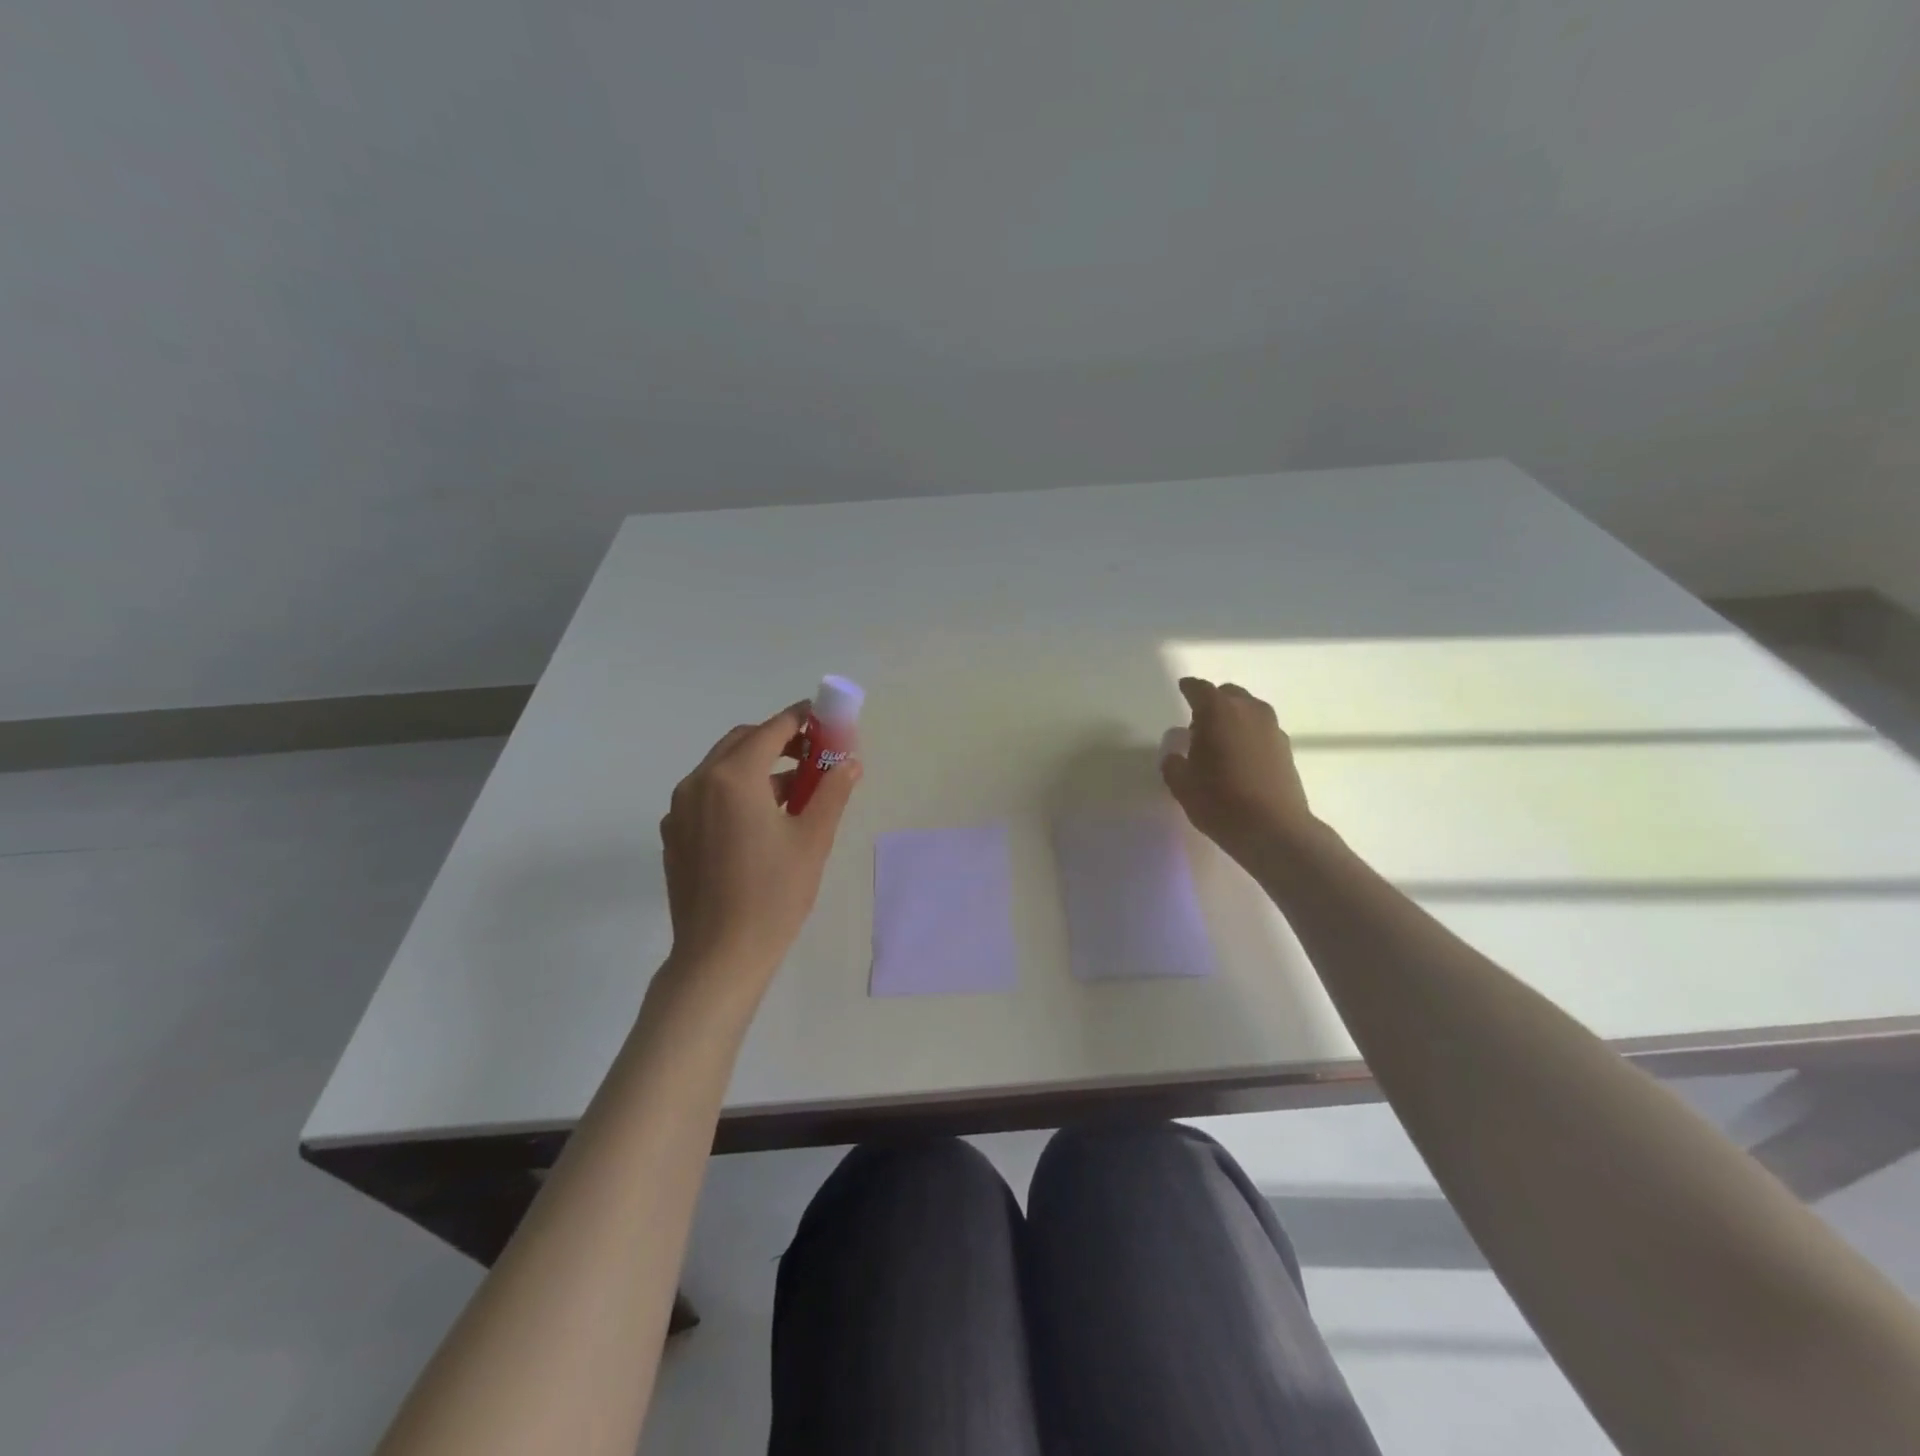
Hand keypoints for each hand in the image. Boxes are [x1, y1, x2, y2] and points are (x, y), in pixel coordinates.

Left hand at [659, 703, 861, 991]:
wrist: (719, 955)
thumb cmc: (774, 894)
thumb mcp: (813, 839)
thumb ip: (832, 791)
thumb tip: (850, 763)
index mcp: (733, 777)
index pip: (771, 729)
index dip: (801, 719)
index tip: (826, 719)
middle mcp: (698, 782)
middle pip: (742, 742)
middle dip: (779, 740)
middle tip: (813, 755)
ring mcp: (680, 809)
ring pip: (722, 768)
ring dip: (757, 766)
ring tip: (795, 790)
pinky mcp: (674, 834)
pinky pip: (707, 795)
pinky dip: (735, 790)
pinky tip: (760, 820)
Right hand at [1161, 677, 1316, 869]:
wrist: (1274, 829)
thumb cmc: (1220, 801)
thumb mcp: (1182, 784)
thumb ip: (1173, 762)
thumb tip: (1177, 752)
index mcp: (1218, 711)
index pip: (1199, 689)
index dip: (1188, 689)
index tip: (1183, 689)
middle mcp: (1248, 710)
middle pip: (1228, 694)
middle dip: (1213, 703)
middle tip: (1199, 724)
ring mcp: (1272, 728)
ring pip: (1248, 710)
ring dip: (1233, 718)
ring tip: (1221, 742)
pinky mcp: (1286, 748)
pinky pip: (1261, 730)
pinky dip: (1249, 735)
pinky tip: (1240, 758)